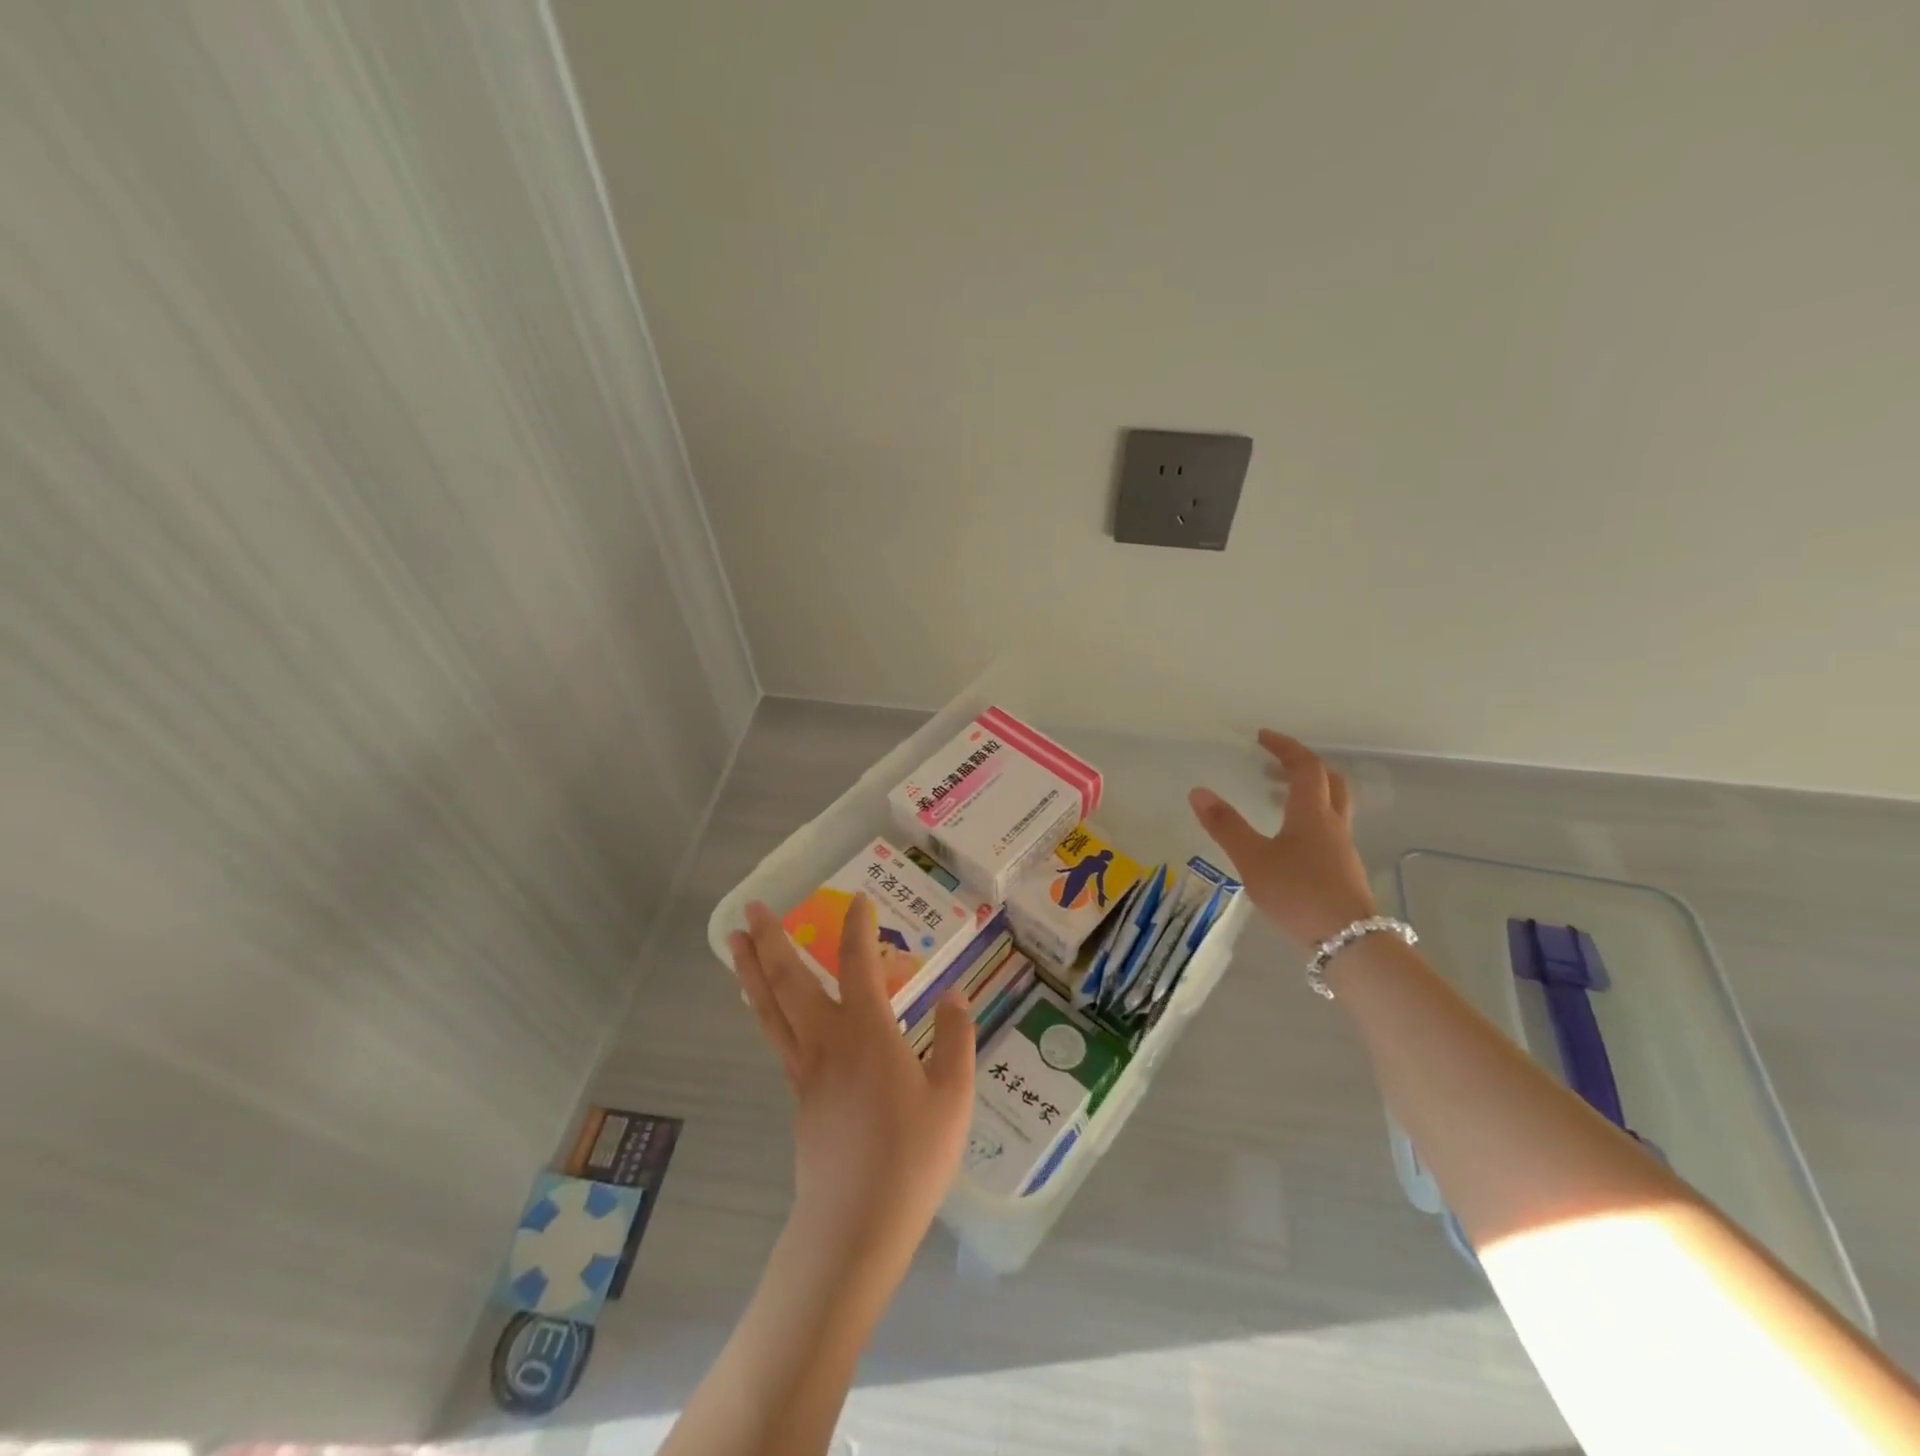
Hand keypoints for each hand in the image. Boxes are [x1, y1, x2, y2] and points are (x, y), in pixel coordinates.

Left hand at [730, 897, 975, 1265]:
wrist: (854, 1227)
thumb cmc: (911, 1159)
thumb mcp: (953, 1097)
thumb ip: (954, 1038)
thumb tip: (953, 993)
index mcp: (867, 1032)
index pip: (858, 963)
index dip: (858, 927)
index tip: (860, 900)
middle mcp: (827, 1040)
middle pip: (790, 980)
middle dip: (771, 938)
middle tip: (753, 906)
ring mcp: (805, 1070)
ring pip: (770, 1008)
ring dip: (752, 970)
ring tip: (736, 940)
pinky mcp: (798, 1097)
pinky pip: (776, 1037)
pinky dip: (765, 1008)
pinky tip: (767, 1006)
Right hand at [1188, 730, 1376, 945]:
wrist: (1349, 941)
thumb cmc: (1298, 893)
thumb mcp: (1253, 859)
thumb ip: (1226, 826)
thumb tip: (1198, 792)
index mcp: (1312, 812)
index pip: (1304, 766)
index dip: (1284, 747)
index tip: (1262, 737)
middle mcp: (1332, 823)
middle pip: (1329, 781)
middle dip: (1302, 766)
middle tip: (1272, 764)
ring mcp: (1342, 847)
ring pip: (1332, 805)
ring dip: (1307, 792)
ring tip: (1275, 797)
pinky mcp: (1344, 869)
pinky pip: (1328, 828)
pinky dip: (1309, 818)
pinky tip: (1289, 840)